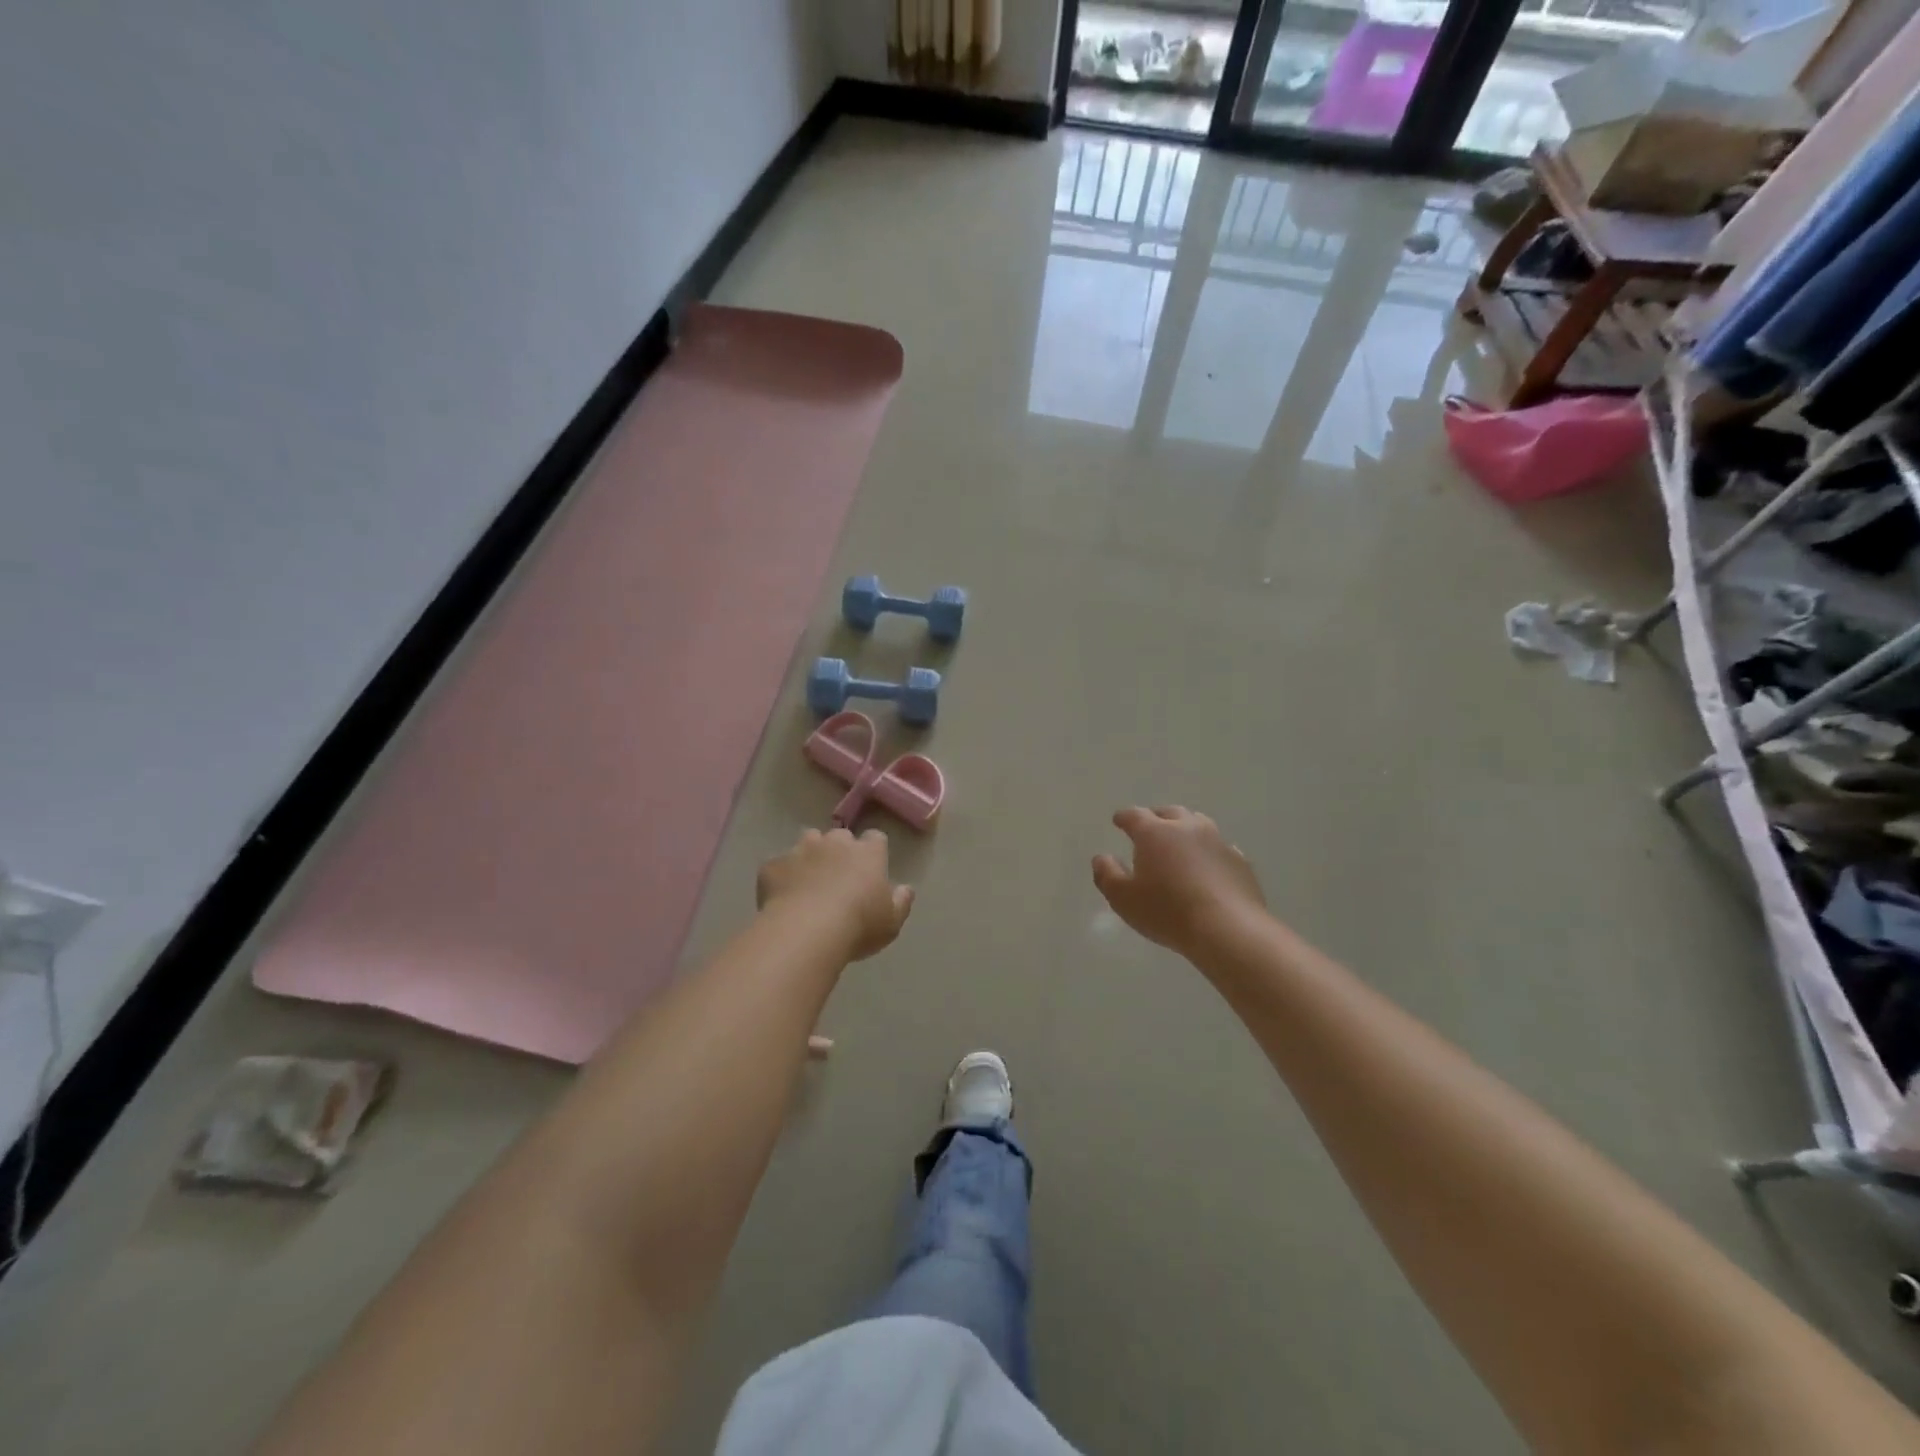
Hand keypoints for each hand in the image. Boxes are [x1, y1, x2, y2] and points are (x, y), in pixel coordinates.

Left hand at [757, 828, 913, 960]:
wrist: (806, 931)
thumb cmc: (858, 925)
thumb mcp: (891, 922)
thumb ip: (901, 902)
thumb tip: (905, 889)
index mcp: (867, 853)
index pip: (875, 838)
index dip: (872, 851)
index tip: (870, 868)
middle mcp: (834, 843)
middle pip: (839, 837)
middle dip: (839, 850)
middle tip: (837, 877)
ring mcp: (801, 850)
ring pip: (807, 842)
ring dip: (810, 856)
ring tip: (808, 881)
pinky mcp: (773, 865)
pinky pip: (778, 866)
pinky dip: (781, 877)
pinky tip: (782, 898)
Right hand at [1092, 806, 1265, 956]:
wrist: (1228, 929)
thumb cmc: (1167, 912)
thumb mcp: (1124, 899)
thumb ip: (1107, 875)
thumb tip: (1101, 858)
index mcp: (1154, 833)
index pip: (1134, 816)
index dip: (1124, 817)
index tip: (1118, 821)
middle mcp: (1187, 828)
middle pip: (1169, 813)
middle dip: (1156, 818)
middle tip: (1150, 828)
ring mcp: (1218, 842)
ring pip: (1199, 824)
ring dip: (1186, 829)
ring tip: (1180, 841)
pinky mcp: (1240, 861)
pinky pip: (1221, 848)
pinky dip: (1210, 852)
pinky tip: (1209, 866)